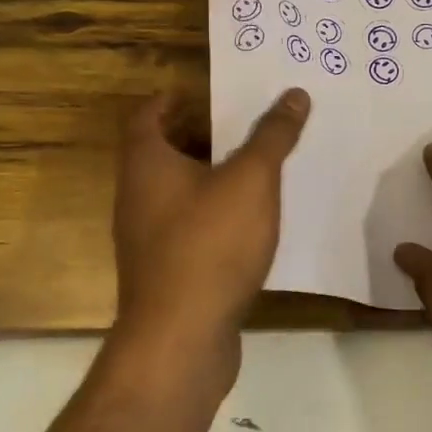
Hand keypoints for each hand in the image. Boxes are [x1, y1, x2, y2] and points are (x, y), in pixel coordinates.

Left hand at [110, 88, 309, 389]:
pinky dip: (212, 213)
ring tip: (253, 168)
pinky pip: (187, 226)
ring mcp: (146, 239)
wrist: (181, 339)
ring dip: (208, 176)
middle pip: (161, 153)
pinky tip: (249, 221)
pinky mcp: (164, 273)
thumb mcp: (251, 180)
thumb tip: (294, 94)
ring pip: (175, 192)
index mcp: (146, 165)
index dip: (170, 99)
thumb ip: (272, 136)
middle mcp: (136, 197)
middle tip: (241, 125)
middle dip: (198, 135)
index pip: (146, 116)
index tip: (203, 92)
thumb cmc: (210, 244)